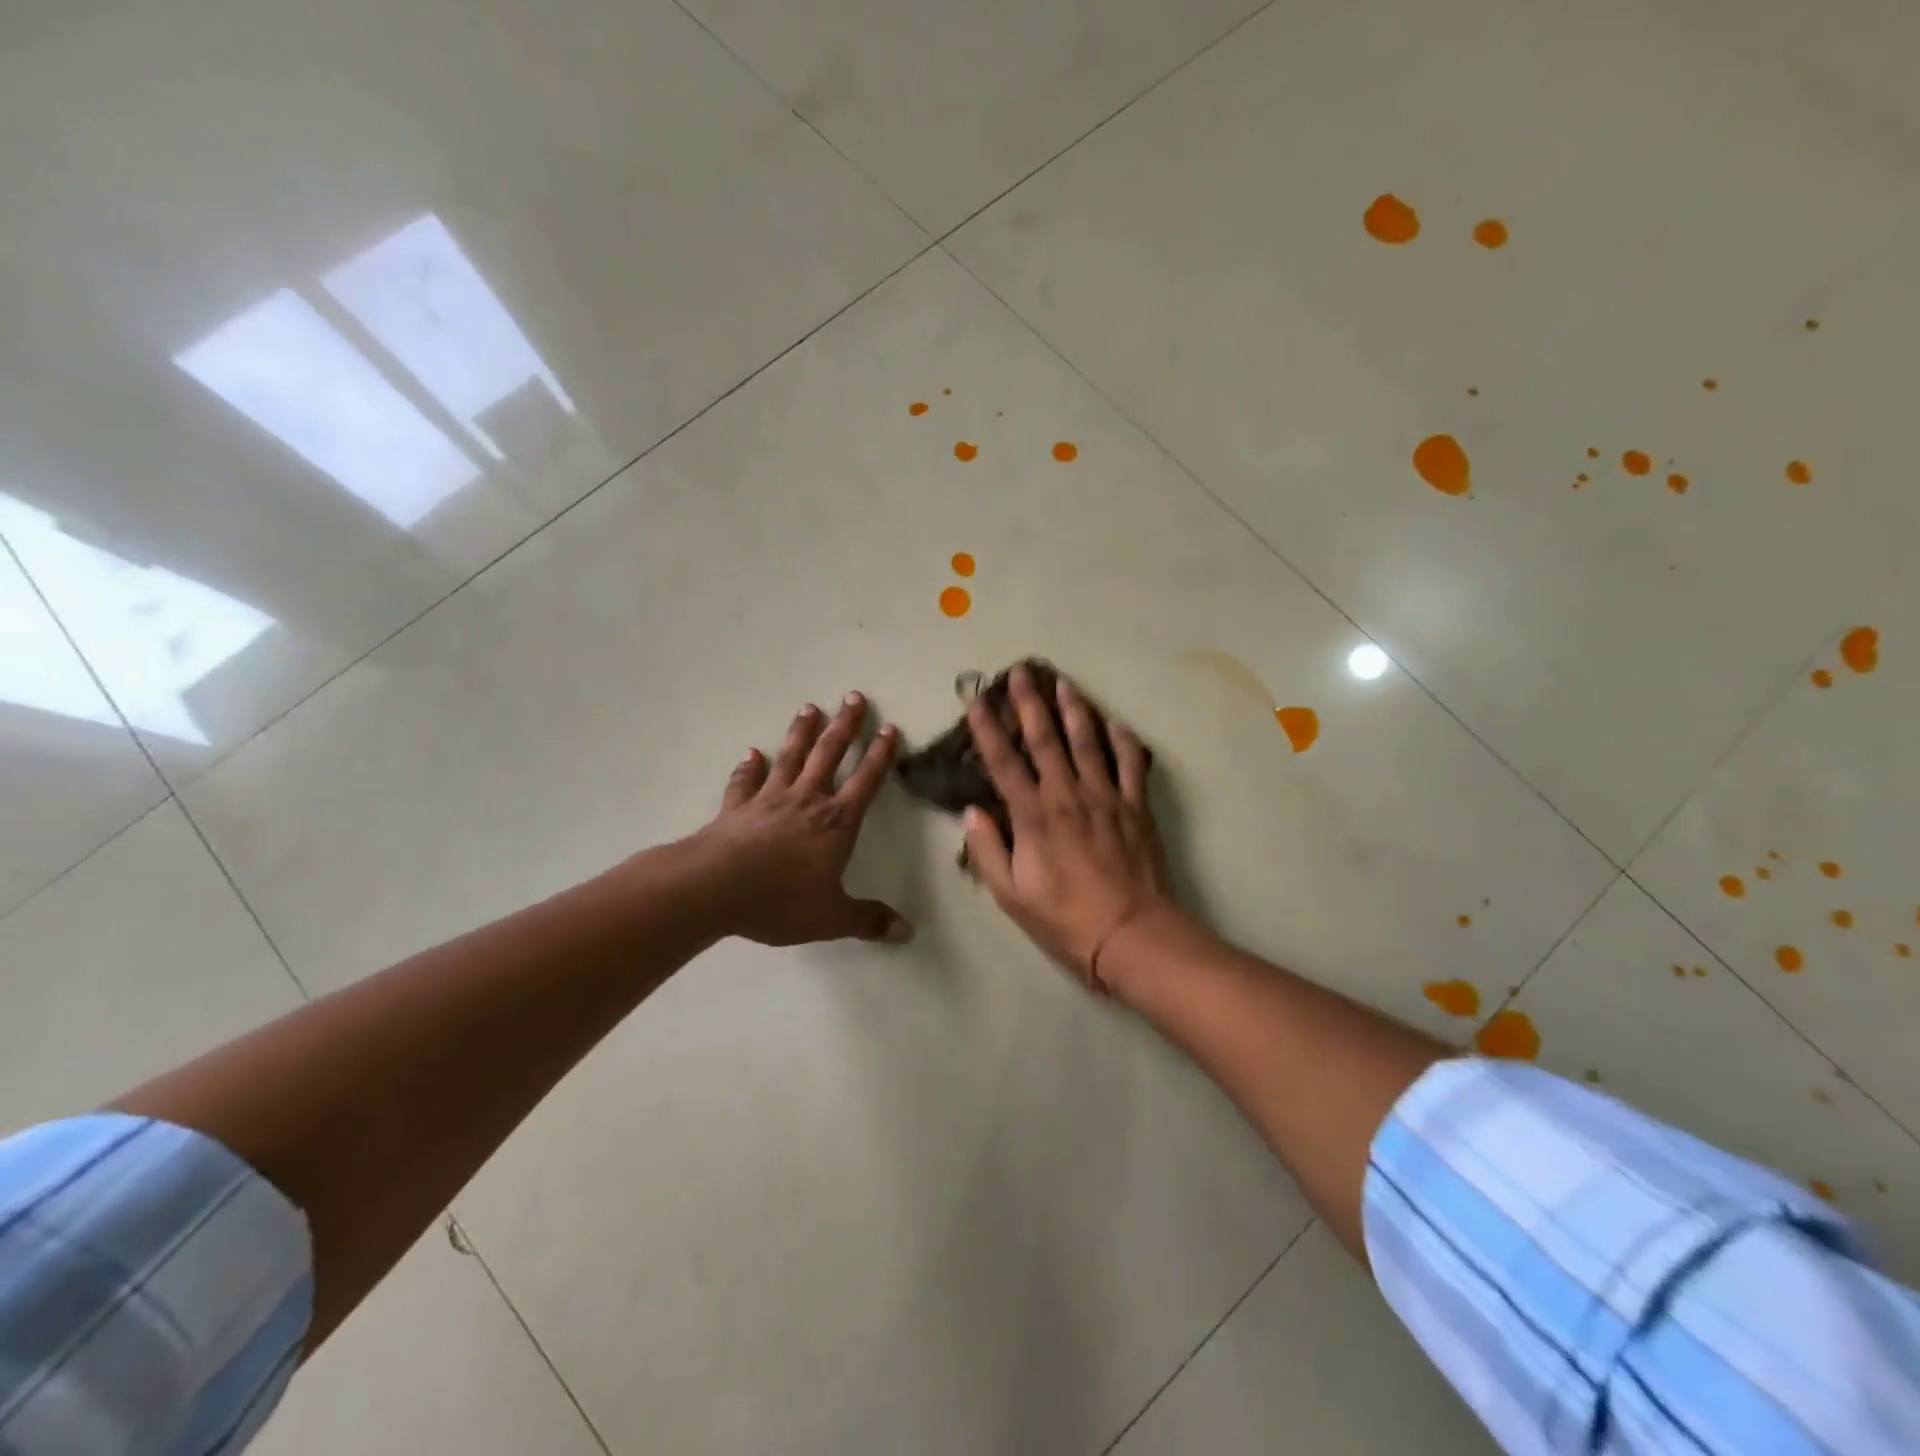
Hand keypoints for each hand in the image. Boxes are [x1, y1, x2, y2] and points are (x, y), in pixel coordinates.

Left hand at [693, 693, 911, 946]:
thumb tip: (908, 933)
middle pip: (829, 755)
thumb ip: (868, 921)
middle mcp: (805, 801)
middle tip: (853, 697)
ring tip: (809, 707)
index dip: (880, 755)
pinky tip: (752, 754)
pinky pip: (745, 782)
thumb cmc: (780, 900)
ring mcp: (768, 800)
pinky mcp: (737, 808)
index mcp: (835, 822)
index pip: (865, 781)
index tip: (889, 728)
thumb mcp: (831, 917)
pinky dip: (749, 767)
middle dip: (844, 726)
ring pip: (790, 758)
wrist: (714, 889)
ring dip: (801, 732)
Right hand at [963, 665, 1176, 989]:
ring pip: (1088, 741)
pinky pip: (1131, 764)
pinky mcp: (1136, 806)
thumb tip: (974, 812)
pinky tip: (1116, 722)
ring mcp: (1105, 797)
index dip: (987, 729)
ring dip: (1074, 708)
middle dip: (1030, 702)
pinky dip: (1124, 740)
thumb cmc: (1064, 919)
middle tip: (1022, 671)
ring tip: (1064, 682)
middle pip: (1045, 739)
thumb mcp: (1011, 895)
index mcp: (1033, 816)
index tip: (976, 700)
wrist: (1131, 934)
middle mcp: (1067, 795)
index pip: (1004, 763)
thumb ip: (988, 851)